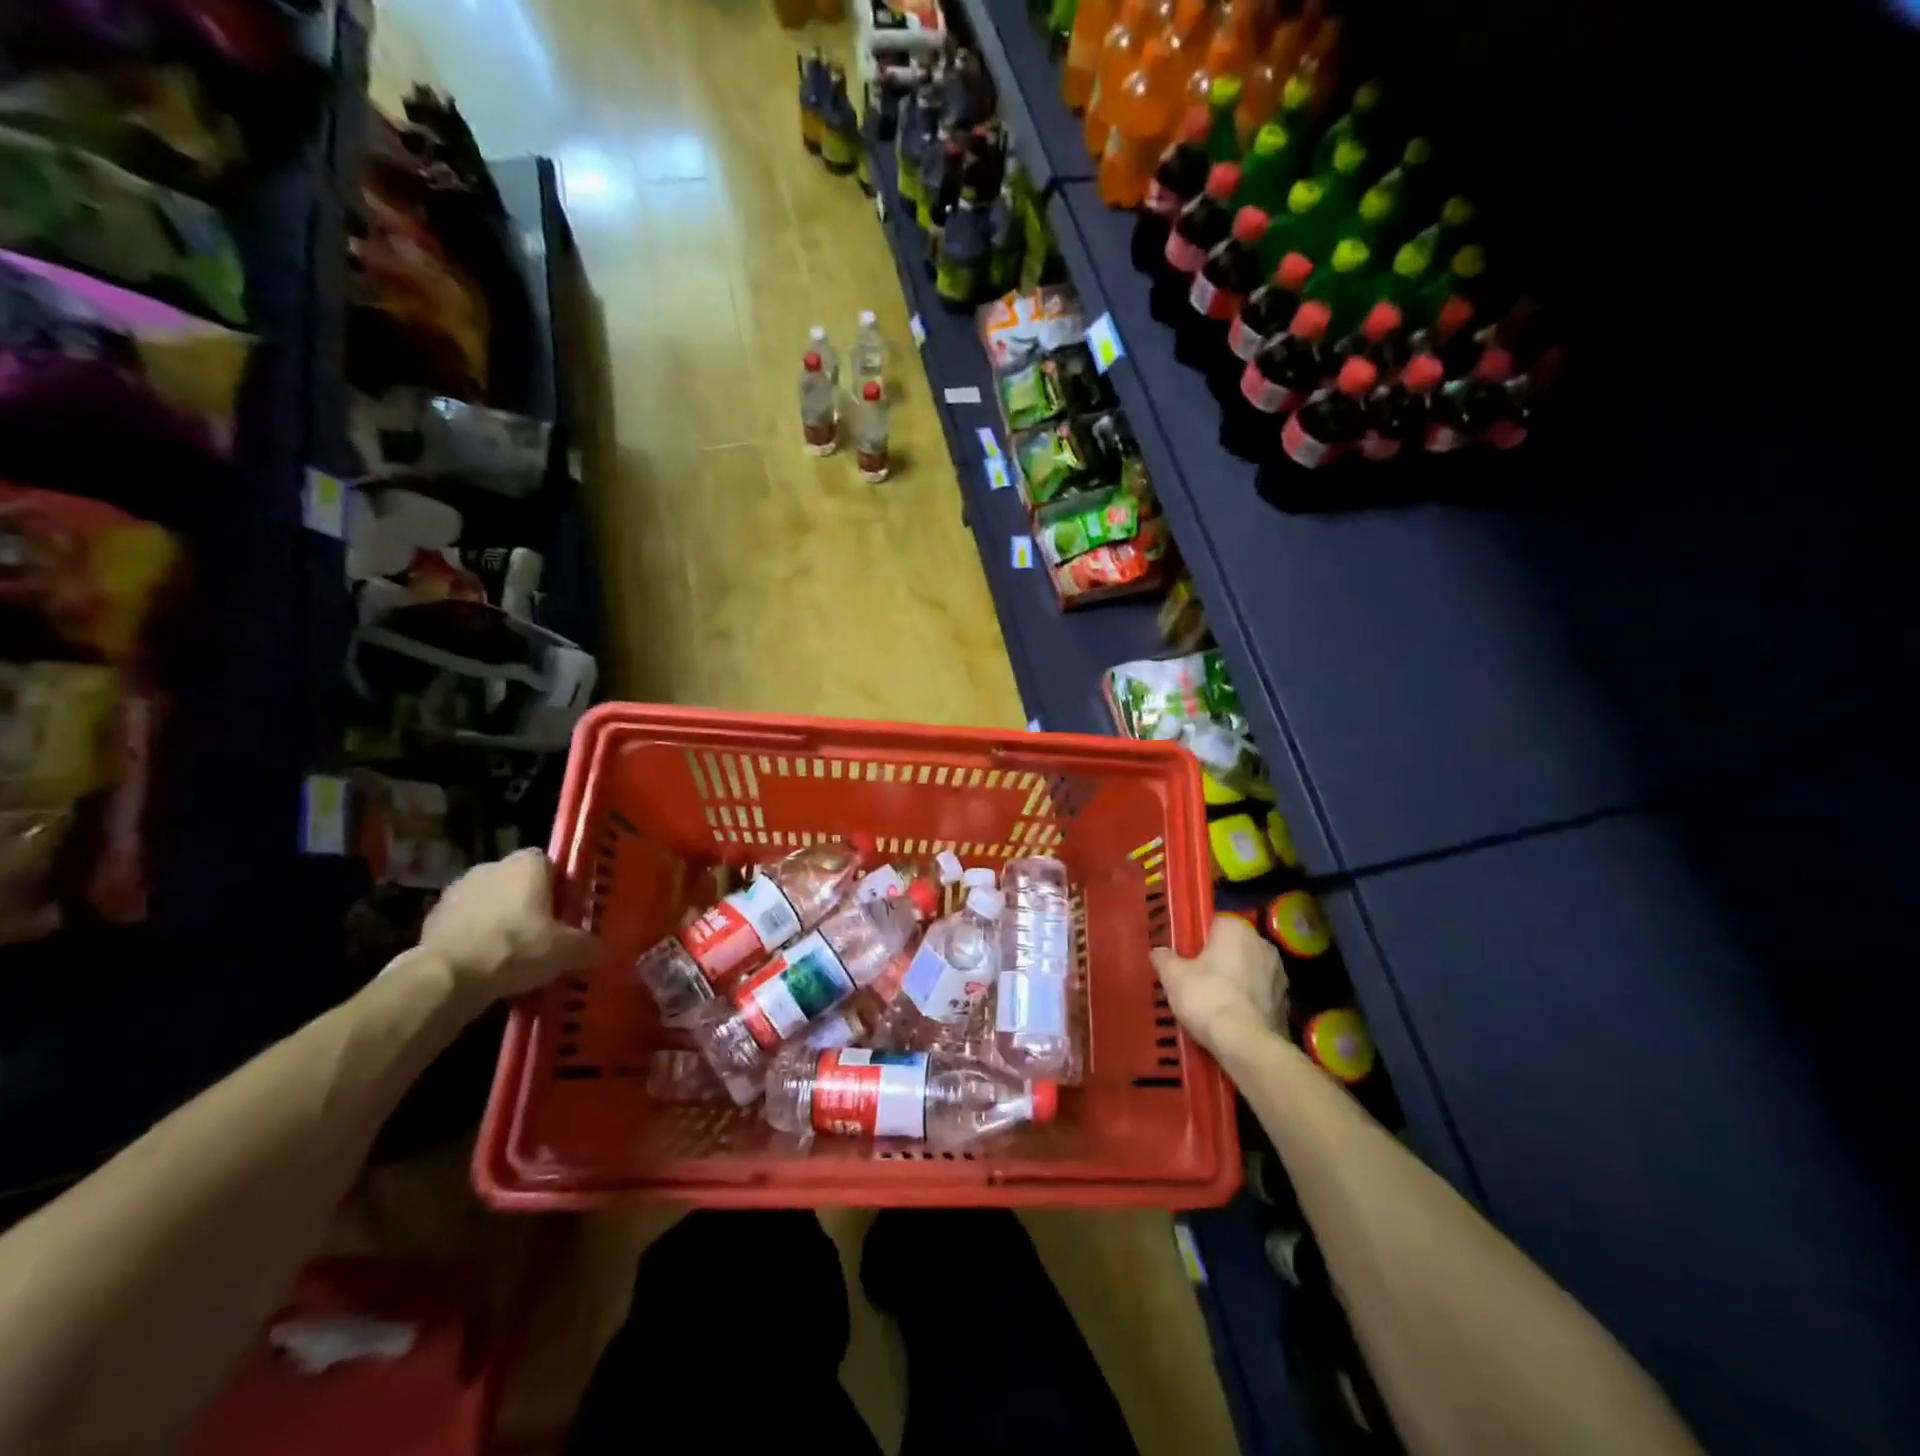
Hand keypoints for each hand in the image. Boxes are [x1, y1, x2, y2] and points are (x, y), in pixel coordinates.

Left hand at [416, 849, 598, 1002]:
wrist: (447, 977)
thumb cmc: (516, 948)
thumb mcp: (567, 951)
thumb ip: (588, 945)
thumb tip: (599, 948)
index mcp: (527, 863)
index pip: (551, 865)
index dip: (561, 889)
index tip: (566, 916)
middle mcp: (491, 866)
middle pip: (519, 884)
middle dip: (530, 906)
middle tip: (543, 937)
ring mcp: (457, 891)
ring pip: (491, 905)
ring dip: (500, 923)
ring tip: (513, 958)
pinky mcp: (432, 918)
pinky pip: (465, 925)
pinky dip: (475, 940)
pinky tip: (485, 967)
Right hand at [1151, 915, 1285, 1054]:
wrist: (1246, 1044)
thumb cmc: (1207, 998)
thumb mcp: (1173, 977)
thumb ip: (1164, 958)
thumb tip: (1158, 951)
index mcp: (1236, 929)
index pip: (1214, 924)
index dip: (1198, 940)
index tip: (1186, 957)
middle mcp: (1263, 944)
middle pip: (1234, 947)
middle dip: (1219, 959)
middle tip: (1197, 979)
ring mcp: (1279, 973)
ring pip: (1250, 970)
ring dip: (1237, 980)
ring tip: (1215, 1002)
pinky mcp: (1287, 1002)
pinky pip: (1261, 994)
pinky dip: (1249, 1001)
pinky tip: (1233, 1018)